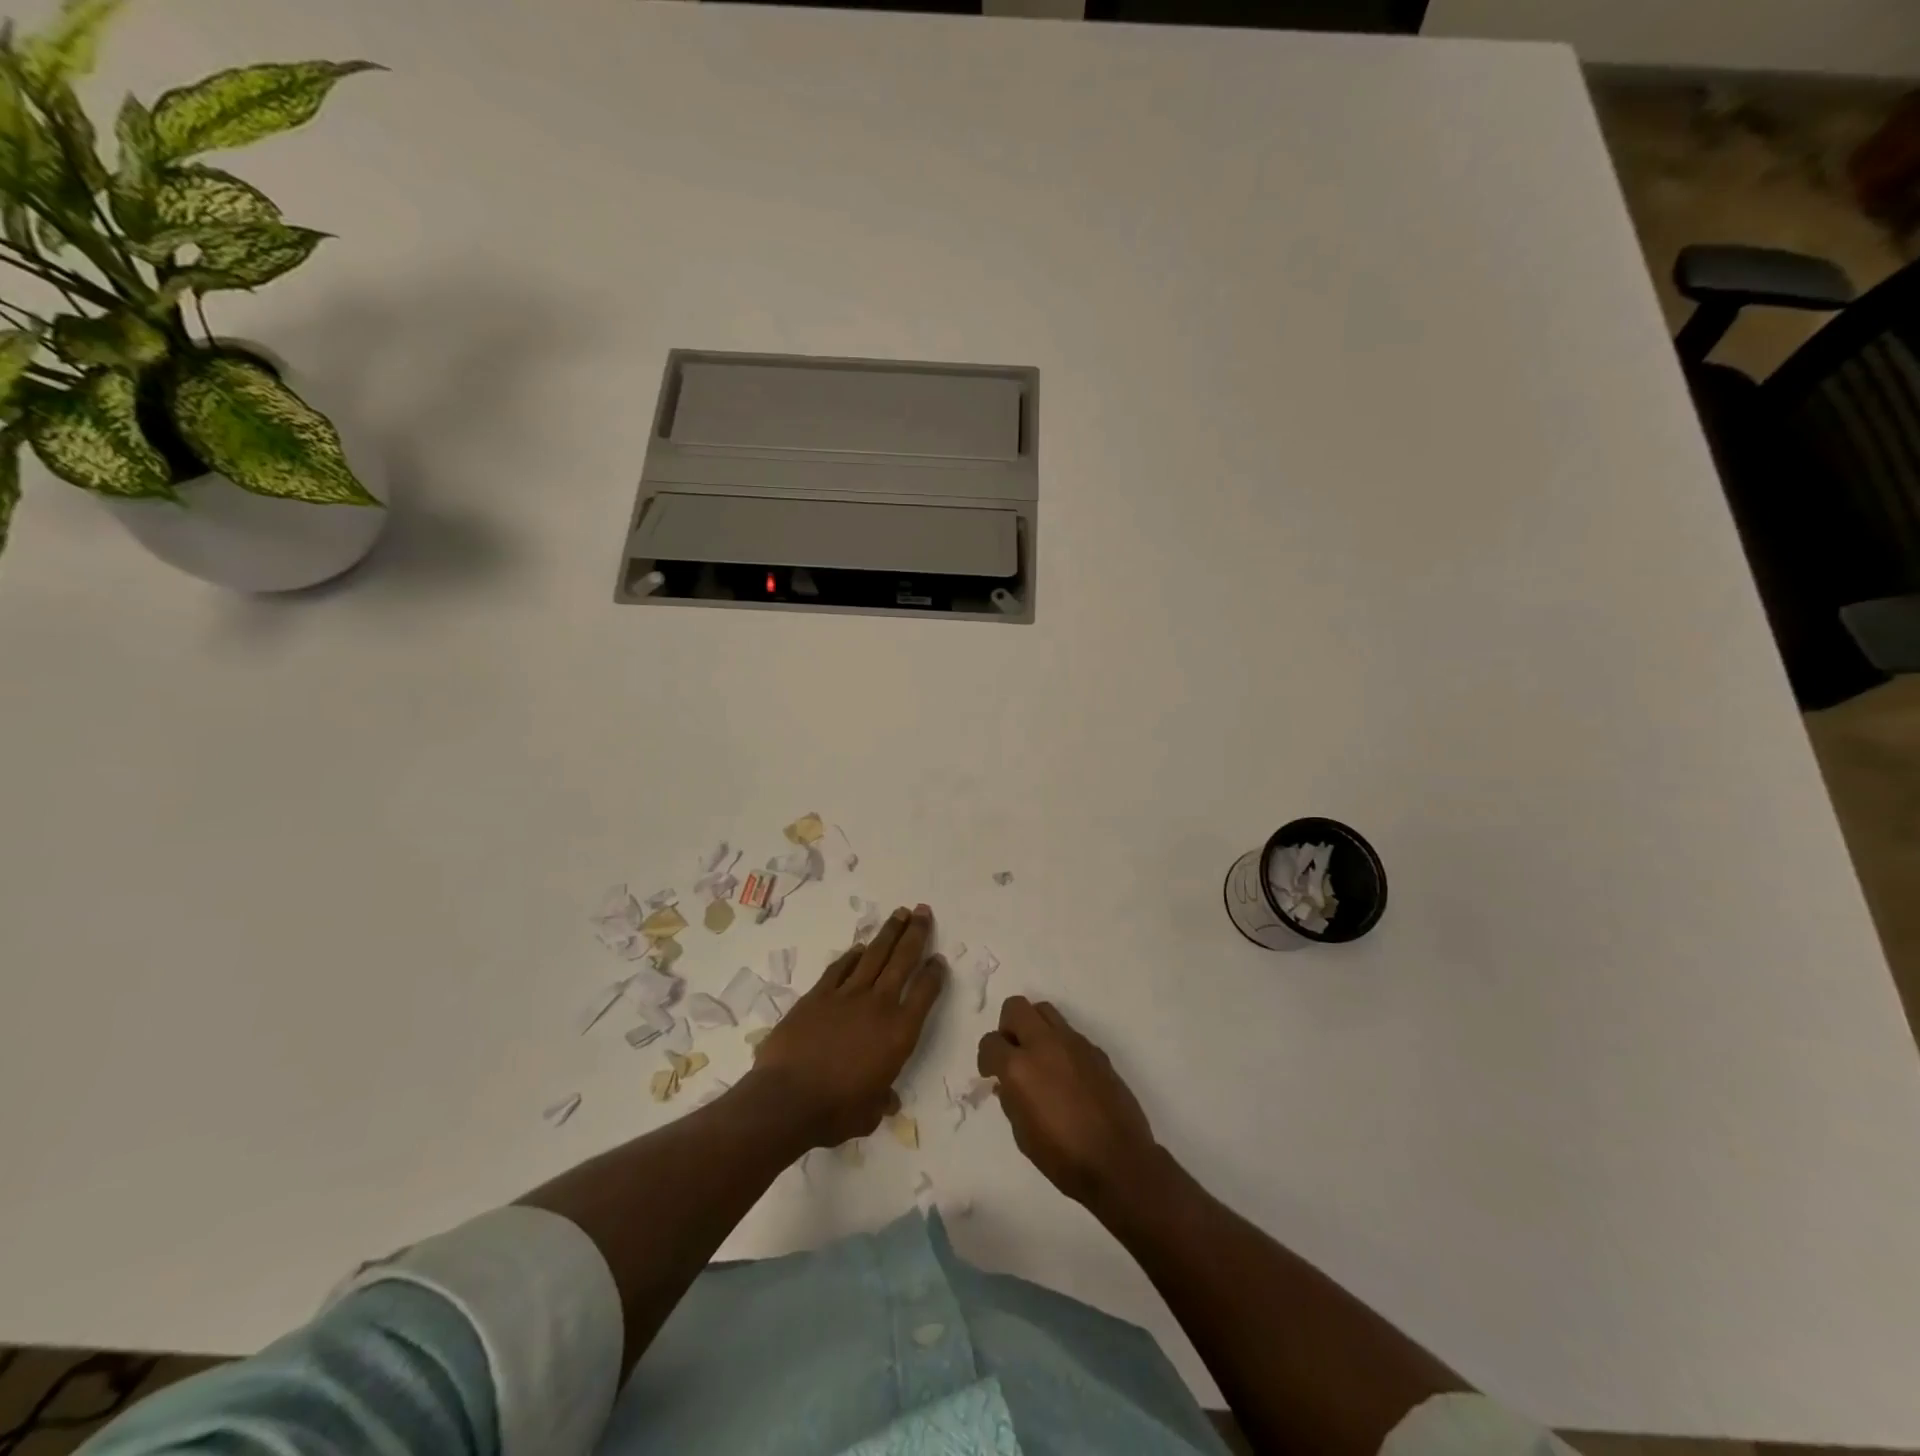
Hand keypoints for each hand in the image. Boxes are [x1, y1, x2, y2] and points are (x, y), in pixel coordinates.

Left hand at [748, 904, 945, 1149]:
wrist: (787, 1100)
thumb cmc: (835, 1112)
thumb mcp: (870, 1113)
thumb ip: (882, 1100)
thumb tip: (886, 1100)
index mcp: (900, 1032)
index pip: (926, 992)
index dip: (935, 973)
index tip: (939, 959)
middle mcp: (879, 1005)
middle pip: (902, 960)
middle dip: (916, 934)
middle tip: (923, 910)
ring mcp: (846, 996)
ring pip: (873, 955)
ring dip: (888, 933)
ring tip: (900, 913)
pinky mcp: (818, 995)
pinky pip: (840, 968)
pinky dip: (851, 956)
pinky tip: (859, 947)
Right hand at [978, 996, 1159, 1212]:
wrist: (1118, 1161)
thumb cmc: (1063, 1157)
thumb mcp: (1022, 1134)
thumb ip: (1011, 1099)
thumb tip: (1007, 1083)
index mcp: (1019, 1067)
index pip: (990, 1042)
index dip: (987, 1058)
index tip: (992, 1074)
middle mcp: (1044, 1044)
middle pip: (1016, 1007)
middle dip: (1008, 1027)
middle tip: (1013, 1054)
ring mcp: (1073, 1043)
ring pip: (1044, 1010)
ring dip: (1034, 1028)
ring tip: (1039, 1058)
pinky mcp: (1095, 1049)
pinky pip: (1069, 1033)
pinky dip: (1059, 1044)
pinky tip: (1066, 1074)